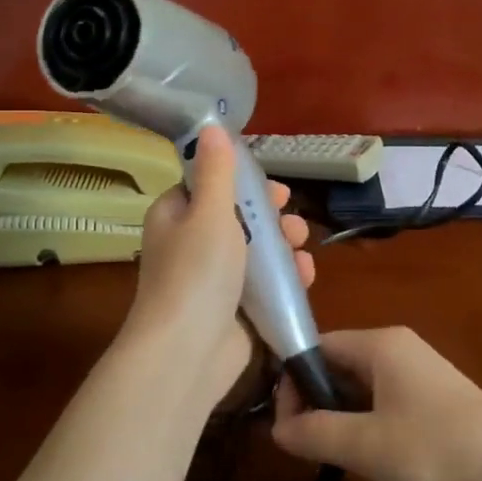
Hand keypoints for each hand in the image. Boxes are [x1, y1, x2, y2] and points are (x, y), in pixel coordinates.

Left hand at [124, 125, 313, 404]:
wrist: (188, 353)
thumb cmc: (196, 273)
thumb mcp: (209, 212)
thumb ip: (217, 171)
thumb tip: (210, 127)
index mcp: (176, 216)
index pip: (209, 186)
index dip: (242, 182)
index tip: (272, 186)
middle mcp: (191, 244)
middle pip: (238, 218)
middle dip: (270, 216)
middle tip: (291, 215)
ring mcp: (213, 280)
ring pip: (255, 252)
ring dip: (282, 245)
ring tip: (300, 246)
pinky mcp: (235, 310)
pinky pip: (264, 285)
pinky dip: (285, 278)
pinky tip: (305, 275)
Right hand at [272, 327, 481, 480]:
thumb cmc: (438, 451)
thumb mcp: (367, 445)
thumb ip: (316, 433)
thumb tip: (276, 428)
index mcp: (380, 344)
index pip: (317, 346)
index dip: (292, 382)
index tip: (282, 425)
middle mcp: (399, 349)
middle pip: (338, 364)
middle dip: (314, 401)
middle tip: (301, 446)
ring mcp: (420, 375)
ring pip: (360, 387)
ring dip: (339, 417)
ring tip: (328, 456)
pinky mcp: (435, 402)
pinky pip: (384, 403)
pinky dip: (366, 425)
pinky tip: (366, 458)